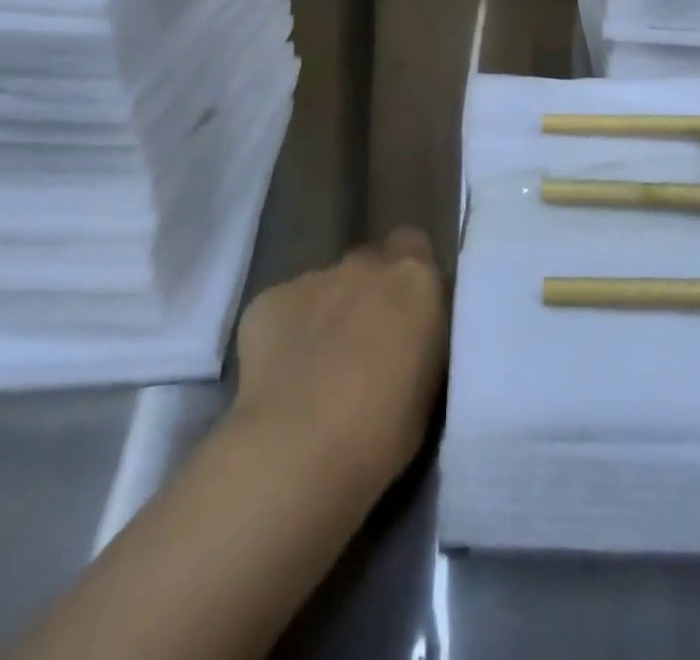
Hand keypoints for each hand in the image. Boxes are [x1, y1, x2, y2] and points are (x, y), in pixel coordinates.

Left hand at [230, 229, 447, 492]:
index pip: (416, 247)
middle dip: (367, 294)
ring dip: (326, 314)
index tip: (407, 316)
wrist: (298, 451)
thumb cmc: (384, 434)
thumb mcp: (431, 383)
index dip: (408, 278)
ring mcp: (314, 278)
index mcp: (416, 281)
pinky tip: (280, 378)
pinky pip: (282, 308)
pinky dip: (284, 334)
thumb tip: (408, 337)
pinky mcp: (268, 300)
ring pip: (325, 287)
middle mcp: (367, 265)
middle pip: (369, 264)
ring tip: (315, 372)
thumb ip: (421, 338)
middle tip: (363, 346)